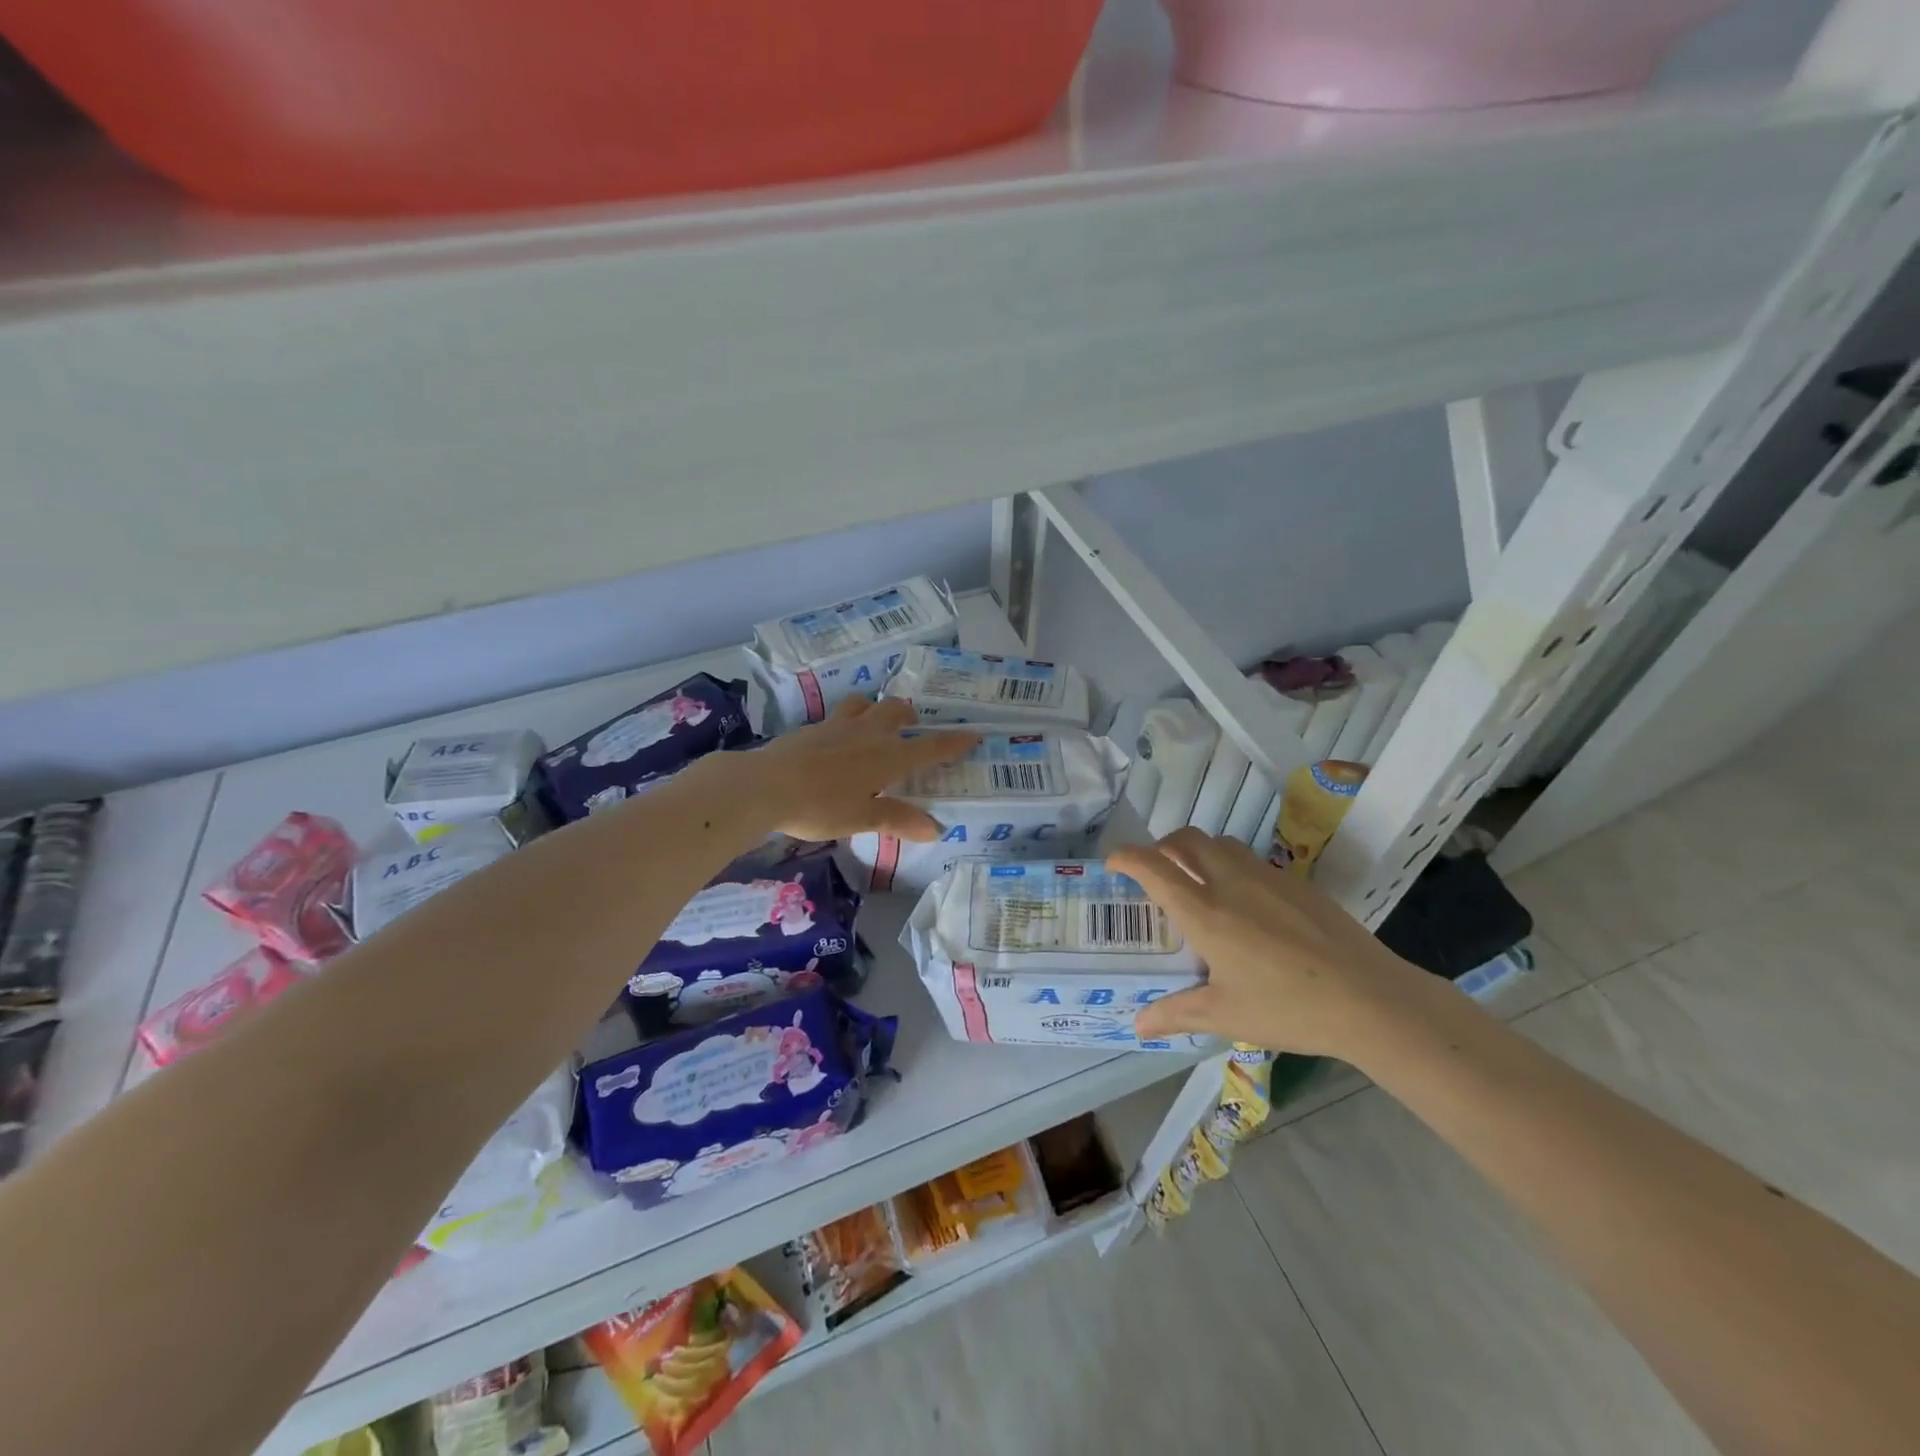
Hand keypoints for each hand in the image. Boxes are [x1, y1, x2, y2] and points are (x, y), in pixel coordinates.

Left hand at [740, 697, 978, 841]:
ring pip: (864, 704)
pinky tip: (836, 741)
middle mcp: (866, 734)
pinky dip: (847, 723)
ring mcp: (836, 726)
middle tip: (913, 727)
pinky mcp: (810, 729)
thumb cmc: (819, 806)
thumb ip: (898, 820)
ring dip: (875, 709)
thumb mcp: (862, 818)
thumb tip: (935, 828)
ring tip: (874, 725)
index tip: (972, 733)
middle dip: (909, 716)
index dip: (953, 742)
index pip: (929, 747)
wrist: (764, 786)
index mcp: (886, 757)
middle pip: (896, 711)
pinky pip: (837, 717)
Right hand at [1112, 828, 1431, 1060]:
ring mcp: (1267, 876)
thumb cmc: (1289, 1007)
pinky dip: (1231, 864)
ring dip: (1198, 850)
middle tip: (1157, 871)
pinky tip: (1245, 903)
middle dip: (1162, 846)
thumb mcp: (1226, 1015)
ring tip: (1198, 881)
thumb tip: (1138, 1024)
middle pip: (1186, 839)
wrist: (1371, 999)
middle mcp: (1230, 882)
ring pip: (1220, 842)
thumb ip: (1176, 1013)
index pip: (1153, 867)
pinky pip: (1251, 858)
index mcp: (1204, 911)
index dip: (1126, 858)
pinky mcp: (1296, 882)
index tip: (1113, 864)